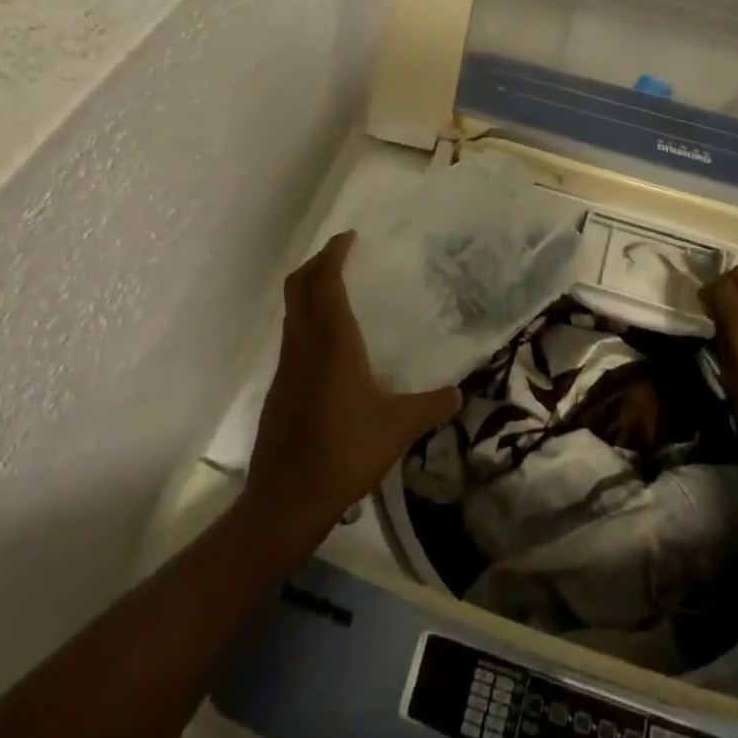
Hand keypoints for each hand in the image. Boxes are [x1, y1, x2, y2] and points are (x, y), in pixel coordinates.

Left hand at [243, 232, 458, 549]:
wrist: (285, 501)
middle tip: (342, 256)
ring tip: (340, 293)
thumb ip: (431, 405)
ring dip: (310, 291)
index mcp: (331, 340)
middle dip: (317, 263)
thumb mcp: (399, 427)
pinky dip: (307, 321)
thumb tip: (459, 394)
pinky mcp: (278, 387)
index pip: (325, 280)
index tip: (349, 237)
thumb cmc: (345, 451)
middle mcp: (303, 343)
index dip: (334, 253)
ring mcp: (286, 365)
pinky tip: (331, 346)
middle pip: (299, 285)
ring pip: (292, 311)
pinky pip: (292, 336)